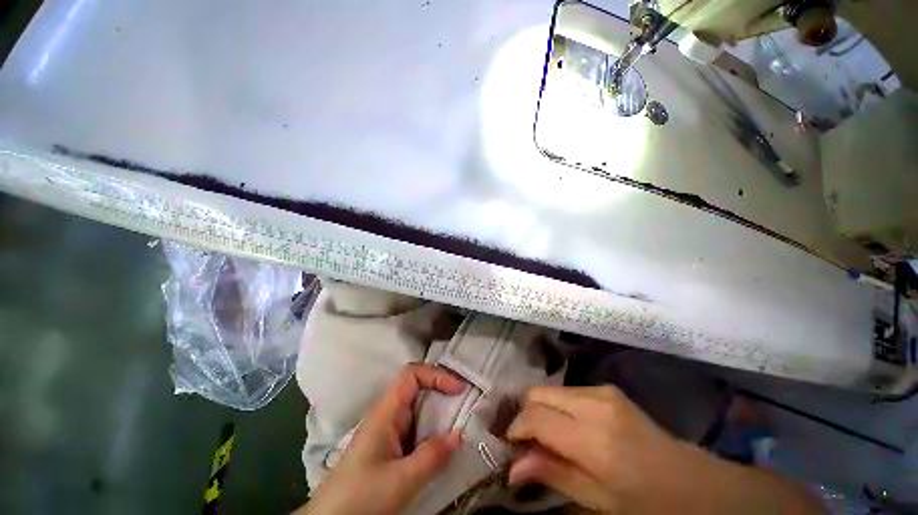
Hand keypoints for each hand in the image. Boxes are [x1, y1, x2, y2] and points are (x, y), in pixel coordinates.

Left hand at [298, 364, 465, 514]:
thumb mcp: (402, 478)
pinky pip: (416, 441)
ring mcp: (386, 440)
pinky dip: (435, 442)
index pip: (409, 377)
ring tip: (469, 433)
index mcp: (383, 417)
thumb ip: (432, 456)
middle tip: (475, 415)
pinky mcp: (389, 457)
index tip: (463, 392)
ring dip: (443, 423)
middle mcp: (385, 422)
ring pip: (419, 421)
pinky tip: (449, 454)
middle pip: (417, 397)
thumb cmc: (364, 493)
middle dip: (446, 400)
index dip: (437, 376)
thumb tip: (459, 434)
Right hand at [507, 386, 820, 514]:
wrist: (681, 477)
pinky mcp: (614, 395)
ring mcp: (608, 394)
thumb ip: (552, 473)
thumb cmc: (638, 496)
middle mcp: (599, 403)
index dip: (513, 432)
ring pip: (553, 391)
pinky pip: (572, 394)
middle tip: (520, 448)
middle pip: (539, 395)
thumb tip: (511, 465)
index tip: (507, 452)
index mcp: (593, 435)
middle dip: (522, 418)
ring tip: (541, 443)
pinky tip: (563, 433)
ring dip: (540, 413)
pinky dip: (558, 409)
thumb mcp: (592, 496)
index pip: (533, 417)